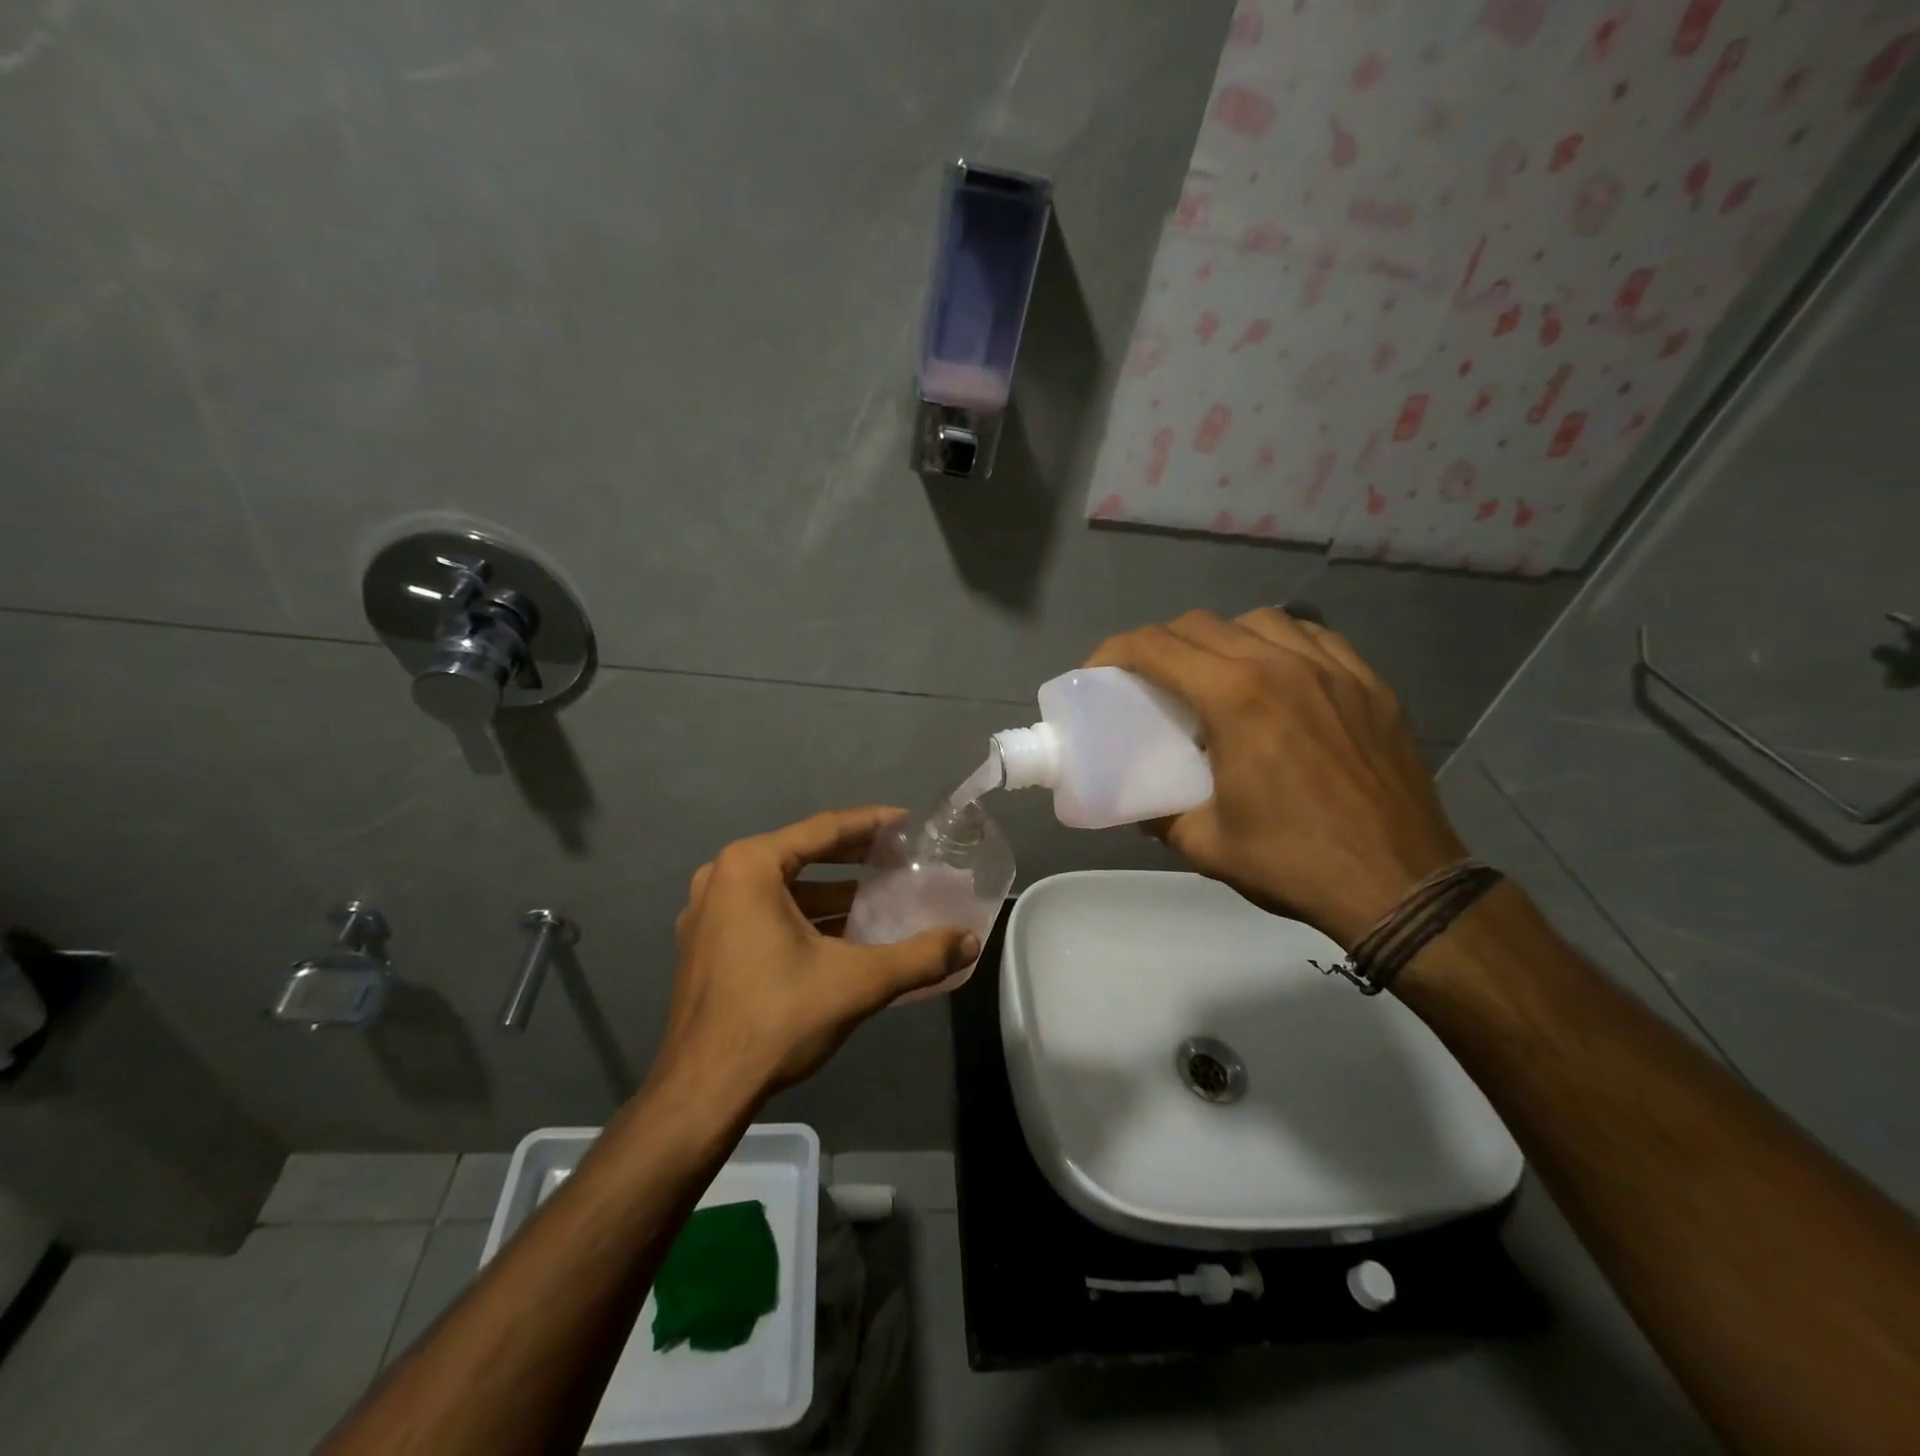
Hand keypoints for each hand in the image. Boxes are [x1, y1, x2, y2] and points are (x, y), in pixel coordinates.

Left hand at [658, 808, 980, 1099]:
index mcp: (750, 867)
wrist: (703, 1091)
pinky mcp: (707, 945)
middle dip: (853, 857)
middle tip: (899, 858)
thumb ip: (920, 957)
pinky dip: (804, 917)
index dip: (871, 824)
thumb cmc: (777, 1019)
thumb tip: (970, 942)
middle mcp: (722, 878)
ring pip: (782, 888)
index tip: (908, 823)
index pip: (823, 830)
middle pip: (801, 853)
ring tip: (879, 898)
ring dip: (830, 893)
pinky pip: (764, 913)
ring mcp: (708, 913)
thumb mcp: (858, 982)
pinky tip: (842, 935)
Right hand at [1088, 608, 1467, 946]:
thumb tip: (1138, 804)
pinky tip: (1276, 673)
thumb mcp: (1206, 844)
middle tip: (1147, 680)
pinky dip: (1280, 642)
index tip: (1097, 672)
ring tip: (1213, 674)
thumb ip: (1159, 815)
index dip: (1114, 651)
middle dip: (1160, 644)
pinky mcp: (1369, 683)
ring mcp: (1333, 668)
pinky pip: (1314, 636)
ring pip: (1260, 619)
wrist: (1399, 885)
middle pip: (1201, 625)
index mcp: (1235, 698)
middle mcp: (1282, 664)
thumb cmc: (1293, 863)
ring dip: (1220, 637)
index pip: (1156, 648)